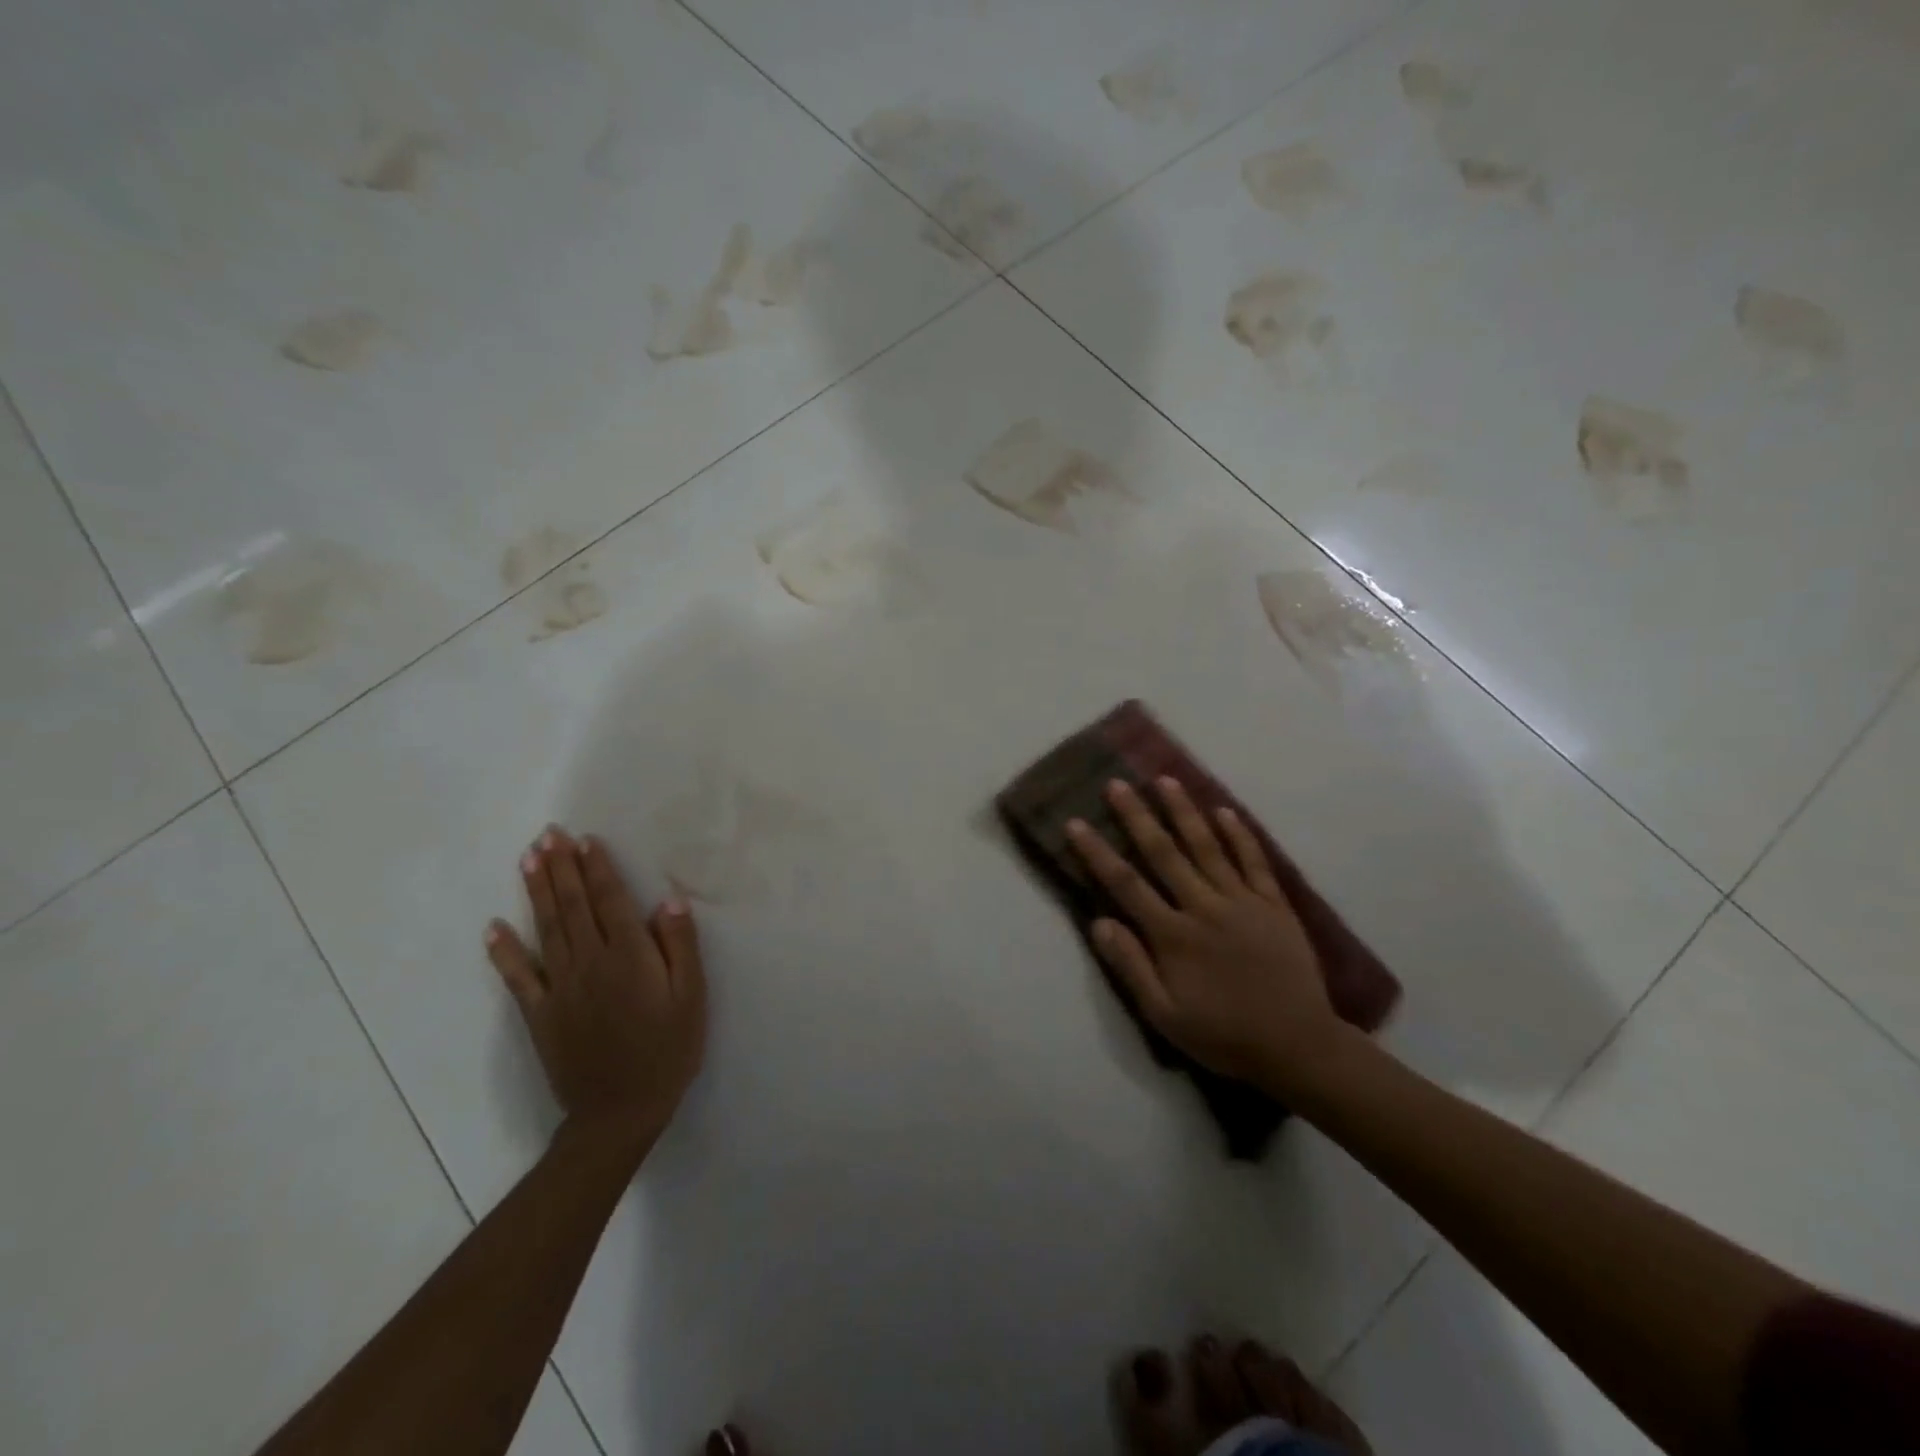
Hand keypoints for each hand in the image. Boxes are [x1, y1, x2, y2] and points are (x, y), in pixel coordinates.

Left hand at [487, 826, 706, 1158]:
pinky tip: (494, 926)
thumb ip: (681, 947)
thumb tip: (668, 902)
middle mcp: (590, 963)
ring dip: (537, 892)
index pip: (610, 902)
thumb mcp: (692, 998)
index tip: (585, 840)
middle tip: (548, 834)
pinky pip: (517, 976)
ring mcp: (560, 988)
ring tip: (528, 859)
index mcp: (630, 957)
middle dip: (561, 868)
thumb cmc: (668, 1050)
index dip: (598, 869)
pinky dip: (504, 950)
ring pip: (546, 929)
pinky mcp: (539, 1013)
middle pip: (573, 906)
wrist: (621, 1111)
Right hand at [1067, 778, 1341, 1090]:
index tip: (1076, 823)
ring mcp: (1243, 901)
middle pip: (1164, 852)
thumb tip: (1099, 922)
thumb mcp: (1164, 1015)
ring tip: (1166, 779)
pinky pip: (1254, 861)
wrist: (1298, 1046)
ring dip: (1184, 811)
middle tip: (1117, 784)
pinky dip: (1240, 834)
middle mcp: (1204, 907)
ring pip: (1208, 846)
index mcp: (1173, 935)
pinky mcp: (1275, 904)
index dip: (1098, 852)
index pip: (1126, 884)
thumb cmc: (1223, 1035)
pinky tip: (1225, 811)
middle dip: (1137, 816)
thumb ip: (1131, 967)